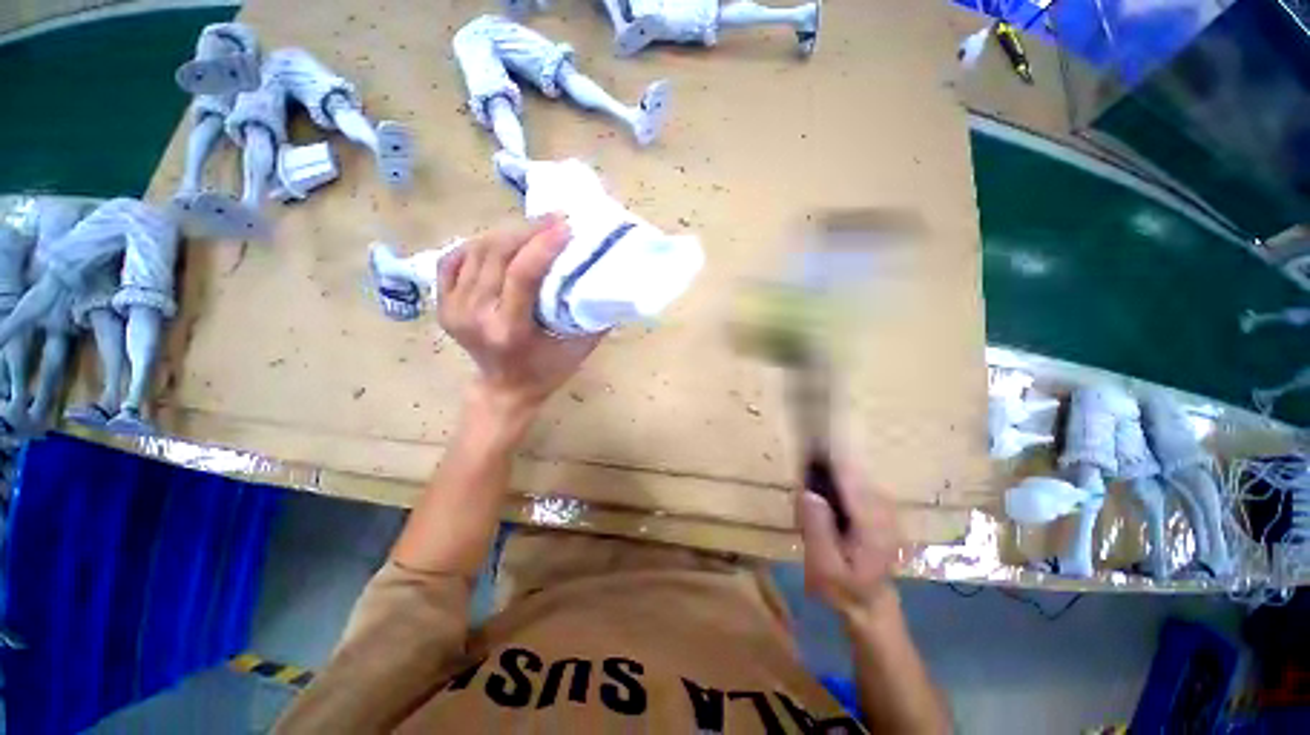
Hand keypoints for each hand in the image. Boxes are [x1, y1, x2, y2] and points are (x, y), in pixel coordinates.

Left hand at [438, 215, 600, 421]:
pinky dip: (475, 245)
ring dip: (506, 233)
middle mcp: (475, 317)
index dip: (543, 245)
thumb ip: (593, 316)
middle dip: (527, 230)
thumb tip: (610, 280)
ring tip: (532, 228)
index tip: (565, 226)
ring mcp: (453, 310)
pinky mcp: (442, 305)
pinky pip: (453, 261)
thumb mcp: (579, 350)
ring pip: (475, 252)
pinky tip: (498, 241)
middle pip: (496, 255)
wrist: (504, 391)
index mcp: (509, 330)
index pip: (522, 275)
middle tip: (553, 219)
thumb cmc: (547, 372)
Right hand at [797, 465, 901, 624]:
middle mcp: (883, 507)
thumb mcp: (824, 568)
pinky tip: (827, 510)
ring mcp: (884, 506)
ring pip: (851, 475)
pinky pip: (854, 483)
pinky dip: (836, 486)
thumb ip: (817, 529)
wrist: (871, 605)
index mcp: (872, 522)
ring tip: (813, 508)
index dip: (827, 456)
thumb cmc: (845, 589)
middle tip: (804, 499)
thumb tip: (808, 491)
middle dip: (822, 473)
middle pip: (848, 470)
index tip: (808, 442)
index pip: (848, 475)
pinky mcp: (880, 506)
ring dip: (828, 480)